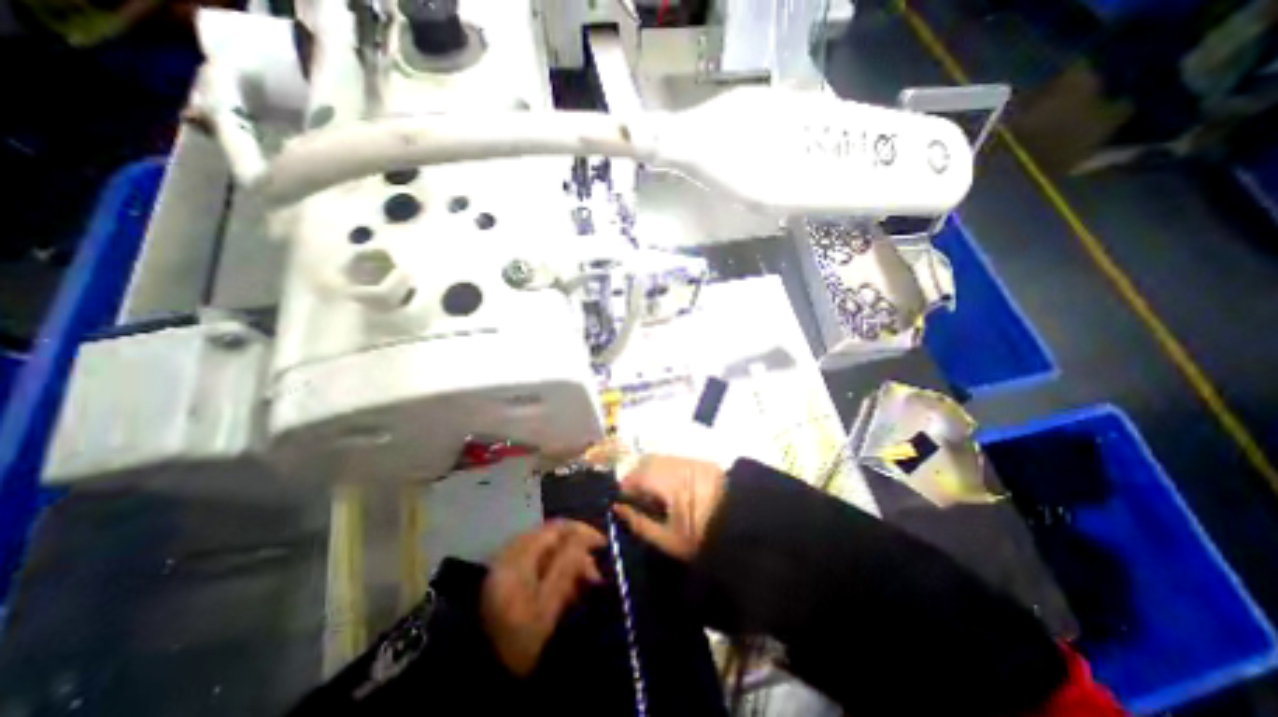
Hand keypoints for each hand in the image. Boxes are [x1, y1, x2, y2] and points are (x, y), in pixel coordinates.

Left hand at [483, 519, 606, 675]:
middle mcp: (510, 554)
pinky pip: (538, 562)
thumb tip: (586, 538)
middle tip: (596, 571)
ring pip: (546, 550)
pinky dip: (556, 569)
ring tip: (586, 582)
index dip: (583, 532)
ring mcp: (507, 566)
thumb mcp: (547, 607)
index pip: (556, 529)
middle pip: (551, 537)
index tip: (604, 544)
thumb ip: (566, 567)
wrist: (482, 680)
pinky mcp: (507, 580)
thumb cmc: (518, 643)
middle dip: (577, 549)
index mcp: (517, 558)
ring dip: (568, 560)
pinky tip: (567, 588)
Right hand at [610, 458, 721, 563]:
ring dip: (651, 473)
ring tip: (656, 497)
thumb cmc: (703, 538)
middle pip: (646, 461)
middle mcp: (678, 464)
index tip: (623, 503)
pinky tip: (672, 489)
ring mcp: (690, 460)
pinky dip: (666, 471)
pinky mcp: (701, 461)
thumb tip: (616, 508)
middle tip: (638, 501)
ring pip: (660, 459)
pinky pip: (674, 460)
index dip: (625, 488)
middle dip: (637, 478)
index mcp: (669, 482)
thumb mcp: (668, 540)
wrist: (743, 528)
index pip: (636, 474)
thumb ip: (639, 523)